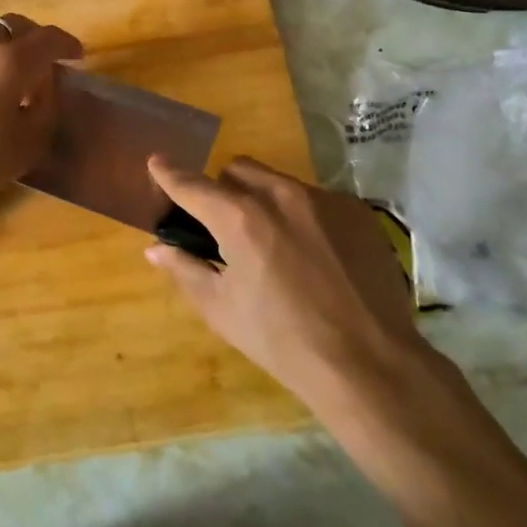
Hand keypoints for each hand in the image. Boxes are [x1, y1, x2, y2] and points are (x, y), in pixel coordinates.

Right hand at [146, 156, 426, 417]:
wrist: (370, 364)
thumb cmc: (283, 341)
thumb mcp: (222, 310)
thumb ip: (185, 270)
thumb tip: (156, 249)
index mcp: (241, 218)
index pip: (194, 185)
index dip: (170, 174)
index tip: (157, 163)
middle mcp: (281, 195)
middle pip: (238, 170)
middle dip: (223, 189)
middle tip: (226, 227)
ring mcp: (324, 199)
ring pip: (278, 182)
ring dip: (264, 200)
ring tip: (276, 245)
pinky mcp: (356, 211)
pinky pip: (316, 199)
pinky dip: (303, 216)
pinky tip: (315, 256)